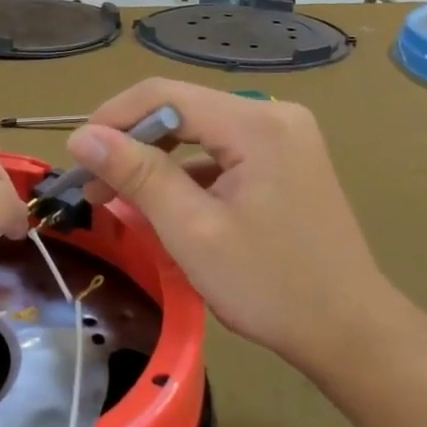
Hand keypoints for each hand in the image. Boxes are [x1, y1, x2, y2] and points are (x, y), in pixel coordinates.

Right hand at [68, 80, 399, 375]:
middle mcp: (273, 115)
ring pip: (198, 131)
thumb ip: (137, 175)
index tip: (76, 159)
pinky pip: (221, 151)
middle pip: (181, 108)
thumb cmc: (269, 285)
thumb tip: (82, 137)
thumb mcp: (192, 230)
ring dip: (154, 158)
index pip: (163, 95)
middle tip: (92, 185)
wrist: (350, 331)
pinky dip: (185, 172)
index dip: (111, 119)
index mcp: (256, 123)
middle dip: (130, 142)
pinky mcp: (285, 160)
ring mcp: (284, 137)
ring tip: (117, 196)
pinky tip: (164, 203)